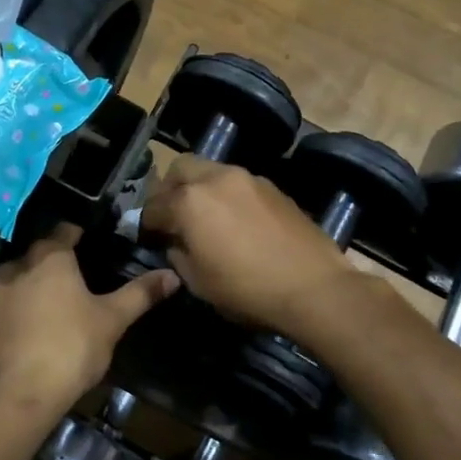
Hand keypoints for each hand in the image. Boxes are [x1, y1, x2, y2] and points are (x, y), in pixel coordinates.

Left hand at [0, 224, 178, 420]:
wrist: (18, 396)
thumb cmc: (71, 348)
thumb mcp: (113, 320)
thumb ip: (141, 293)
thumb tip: (173, 274)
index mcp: (49, 258)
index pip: (65, 230)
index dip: (80, 234)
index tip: (94, 243)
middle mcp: (17, 267)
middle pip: (40, 254)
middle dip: (58, 261)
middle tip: (81, 276)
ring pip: (20, 279)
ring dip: (36, 285)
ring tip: (58, 303)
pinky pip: (7, 306)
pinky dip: (21, 310)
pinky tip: (36, 329)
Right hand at [139, 156, 359, 336]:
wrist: (314, 287)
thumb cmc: (247, 290)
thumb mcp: (198, 282)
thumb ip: (178, 253)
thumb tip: (175, 241)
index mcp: (189, 201)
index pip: (153, 205)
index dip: (146, 224)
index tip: (149, 238)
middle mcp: (216, 178)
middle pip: (180, 169)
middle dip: (170, 189)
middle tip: (173, 216)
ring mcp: (248, 178)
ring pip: (211, 171)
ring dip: (200, 189)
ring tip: (206, 219)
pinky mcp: (273, 187)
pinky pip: (237, 183)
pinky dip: (226, 195)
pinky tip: (235, 222)